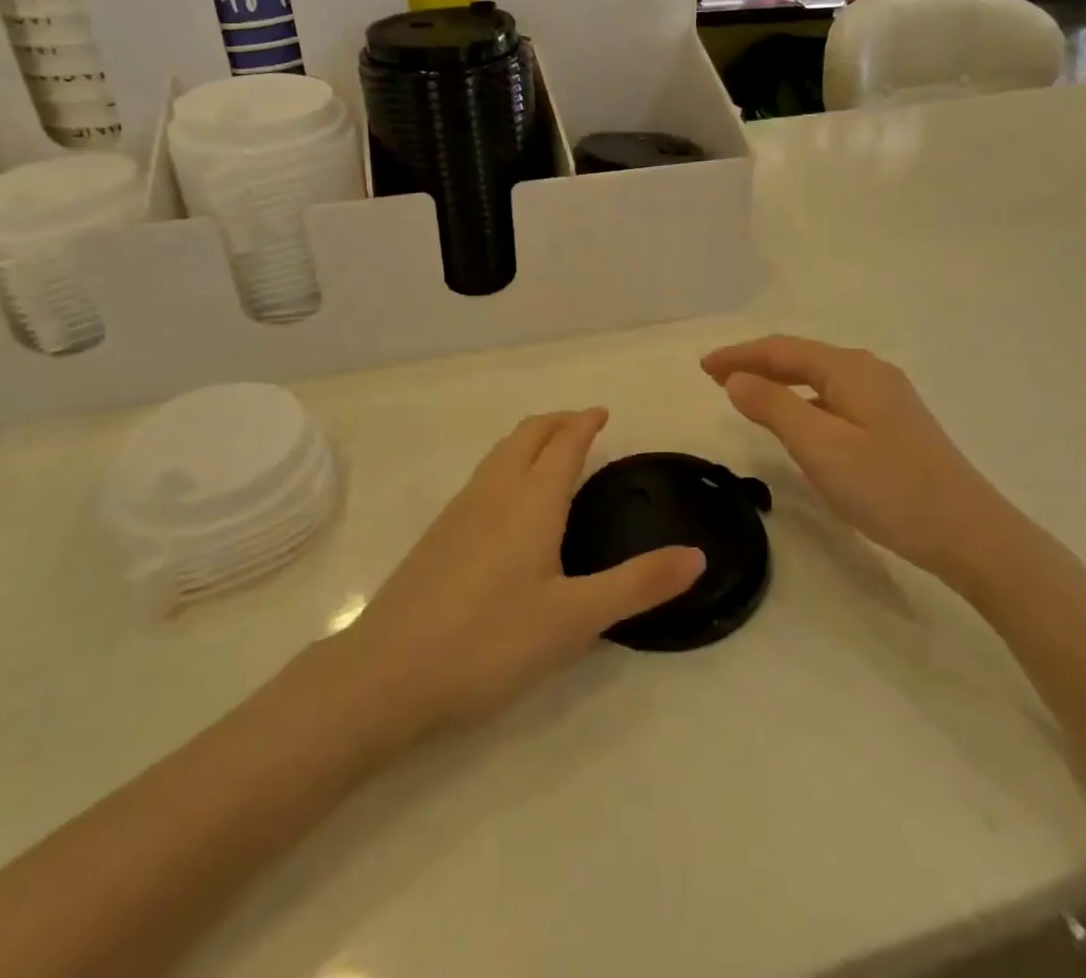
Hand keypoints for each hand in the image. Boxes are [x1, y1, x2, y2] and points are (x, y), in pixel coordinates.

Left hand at [342, 410, 704, 740]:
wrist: (387, 673)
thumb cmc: (490, 642)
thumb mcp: (575, 619)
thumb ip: (638, 585)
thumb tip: (697, 555)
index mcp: (532, 500)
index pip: (564, 443)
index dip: (585, 422)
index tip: (603, 412)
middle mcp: (495, 491)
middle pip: (528, 435)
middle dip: (558, 422)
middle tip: (584, 425)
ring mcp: (460, 509)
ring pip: (501, 453)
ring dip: (530, 440)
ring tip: (551, 453)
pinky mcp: (439, 533)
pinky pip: (483, 476)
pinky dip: (508, 464)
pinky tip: (509, 501)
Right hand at [702, 336, 1005, 583]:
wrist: (969, 533)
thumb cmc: (888, 487)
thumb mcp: (820, 446)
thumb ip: (773, 407)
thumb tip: (737, 379)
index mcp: (850, 369)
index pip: (782, 350)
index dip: (739, 355)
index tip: (702, 367)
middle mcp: (869, 372)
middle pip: (801, 358)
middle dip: (756, 364)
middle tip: (715, 378)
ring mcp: (887, 398)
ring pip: (819, 380)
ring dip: (779, 383)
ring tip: (747, 396)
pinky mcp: (895, 424)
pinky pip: (835, 399)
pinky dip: (804, 403)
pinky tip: (799, 425)